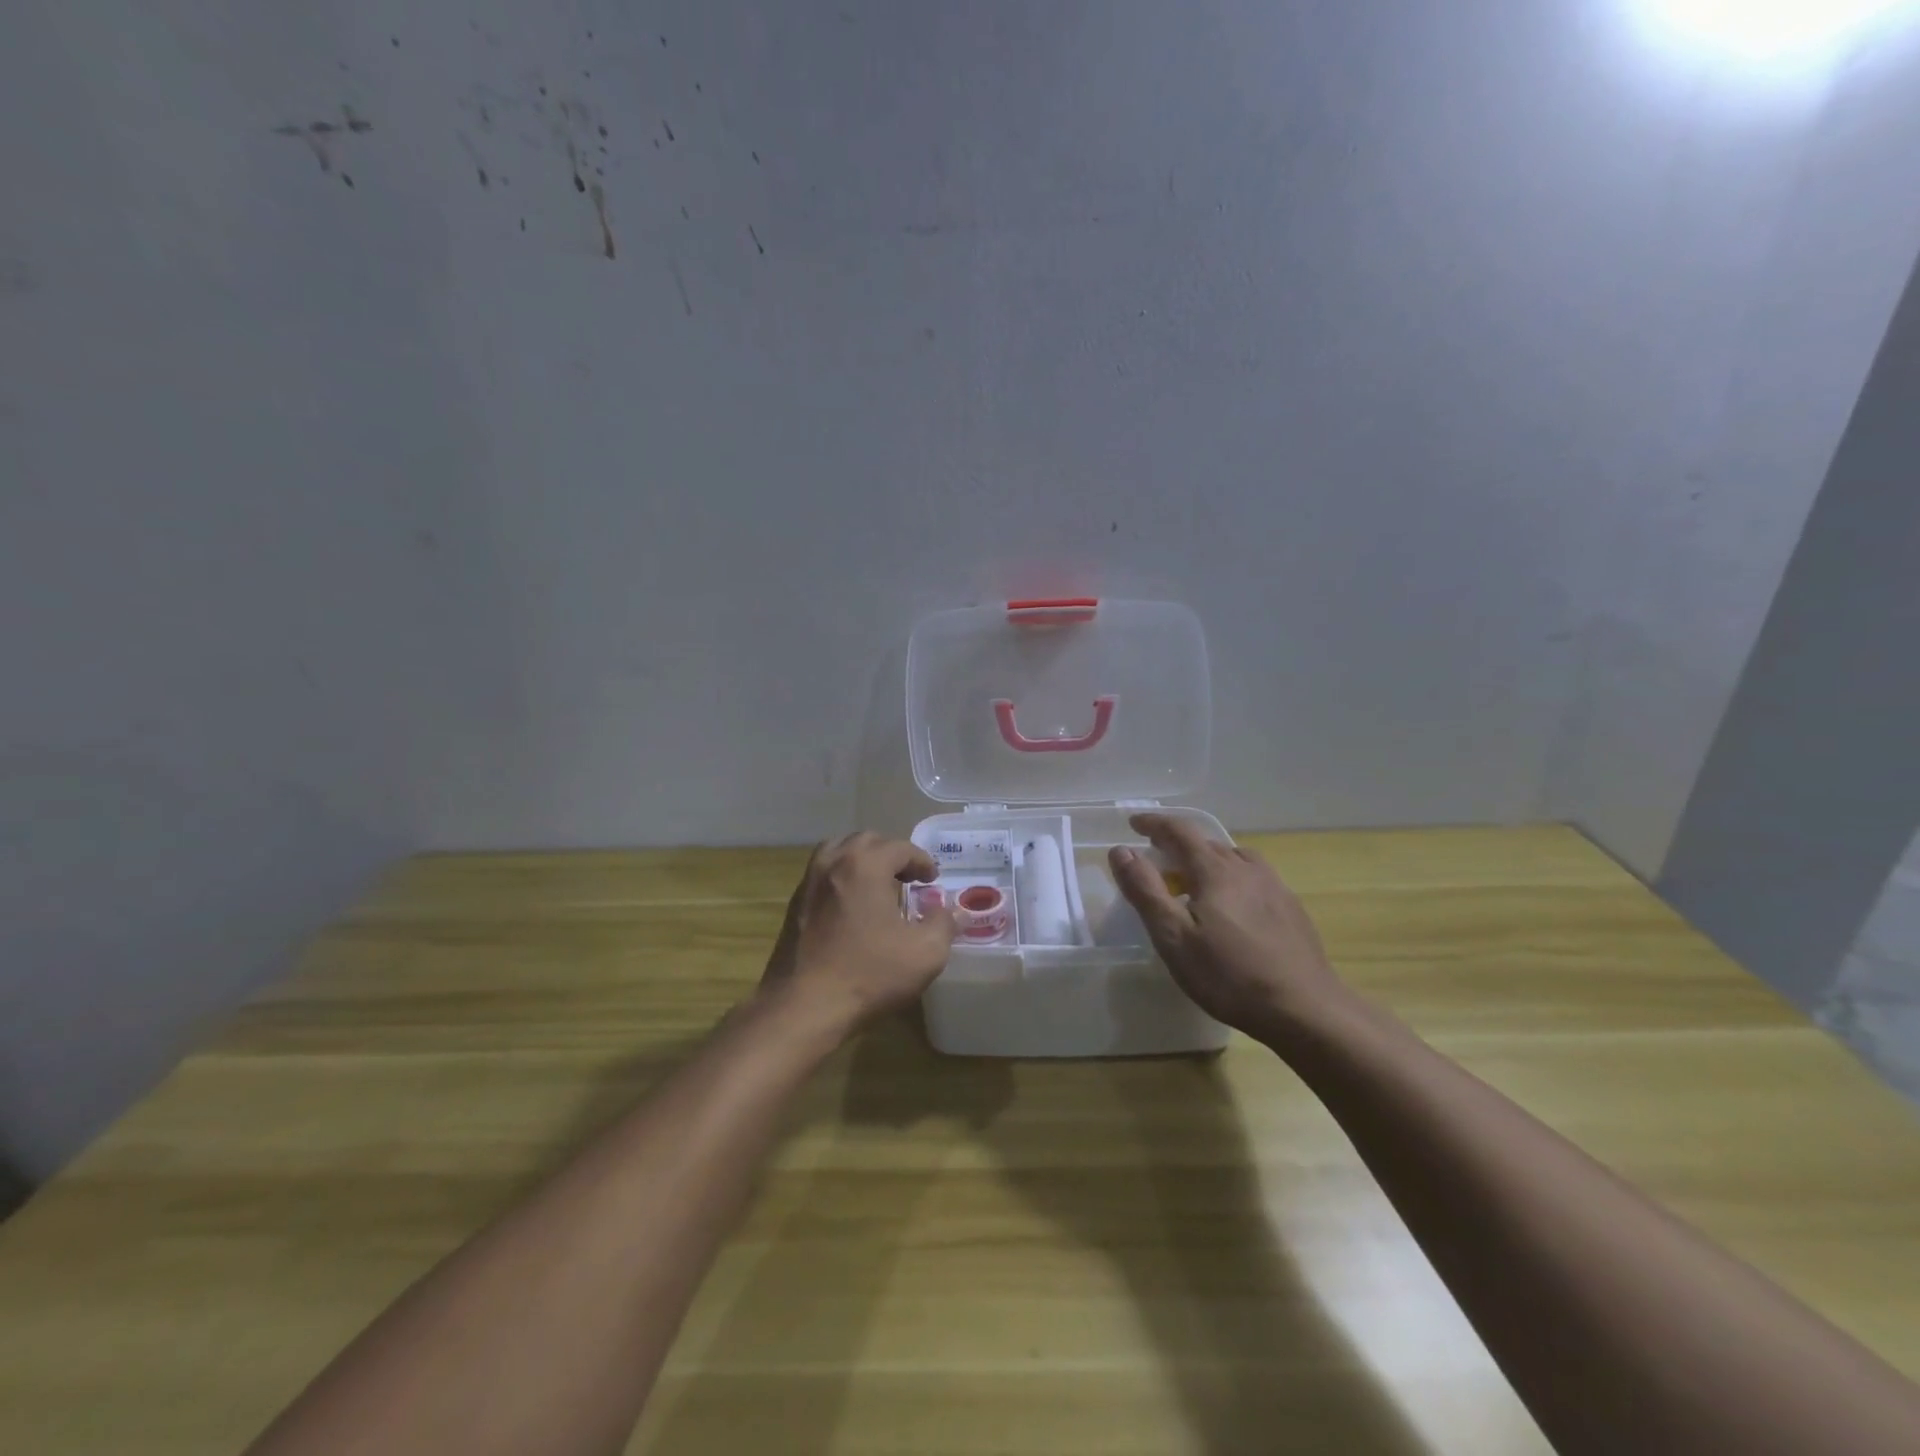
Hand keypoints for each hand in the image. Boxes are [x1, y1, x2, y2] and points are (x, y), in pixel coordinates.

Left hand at [760, 831, 956, 1034]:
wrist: (803, 1006)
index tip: (932, 879)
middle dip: (892, 854)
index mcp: (865, 865)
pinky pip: (823, 874)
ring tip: (879, 884)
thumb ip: (943, 924)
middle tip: (909, 877)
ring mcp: (808, 882)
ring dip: (862, 860)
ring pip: (838, 851)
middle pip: (867, 841)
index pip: (900, 847)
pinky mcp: (795, 904)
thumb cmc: (869, 974)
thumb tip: (949, 910)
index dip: (922, 861)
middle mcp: (833, 862)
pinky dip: (842, 876)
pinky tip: (853, 906)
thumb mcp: (925, 953)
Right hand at [1109, 813, 1342, 1036]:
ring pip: (1234, 859)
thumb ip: (1145, 890)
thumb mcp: (1173, 937)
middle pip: (1207, 844)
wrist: (1305, 1010)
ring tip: (1194, 882)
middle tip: (1156, 859)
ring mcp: (1274, 887)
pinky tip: (1232, 908)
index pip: (1180, 831)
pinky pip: (1253, 878)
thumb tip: (1121, 851)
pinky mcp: (1291, 908)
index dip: (1154, 823)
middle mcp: (1246, 868)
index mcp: (1215, 871)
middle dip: (1178, 845)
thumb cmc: (1230, 976)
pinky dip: (1231, 879)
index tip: (1133, 823)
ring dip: (1207, 861)